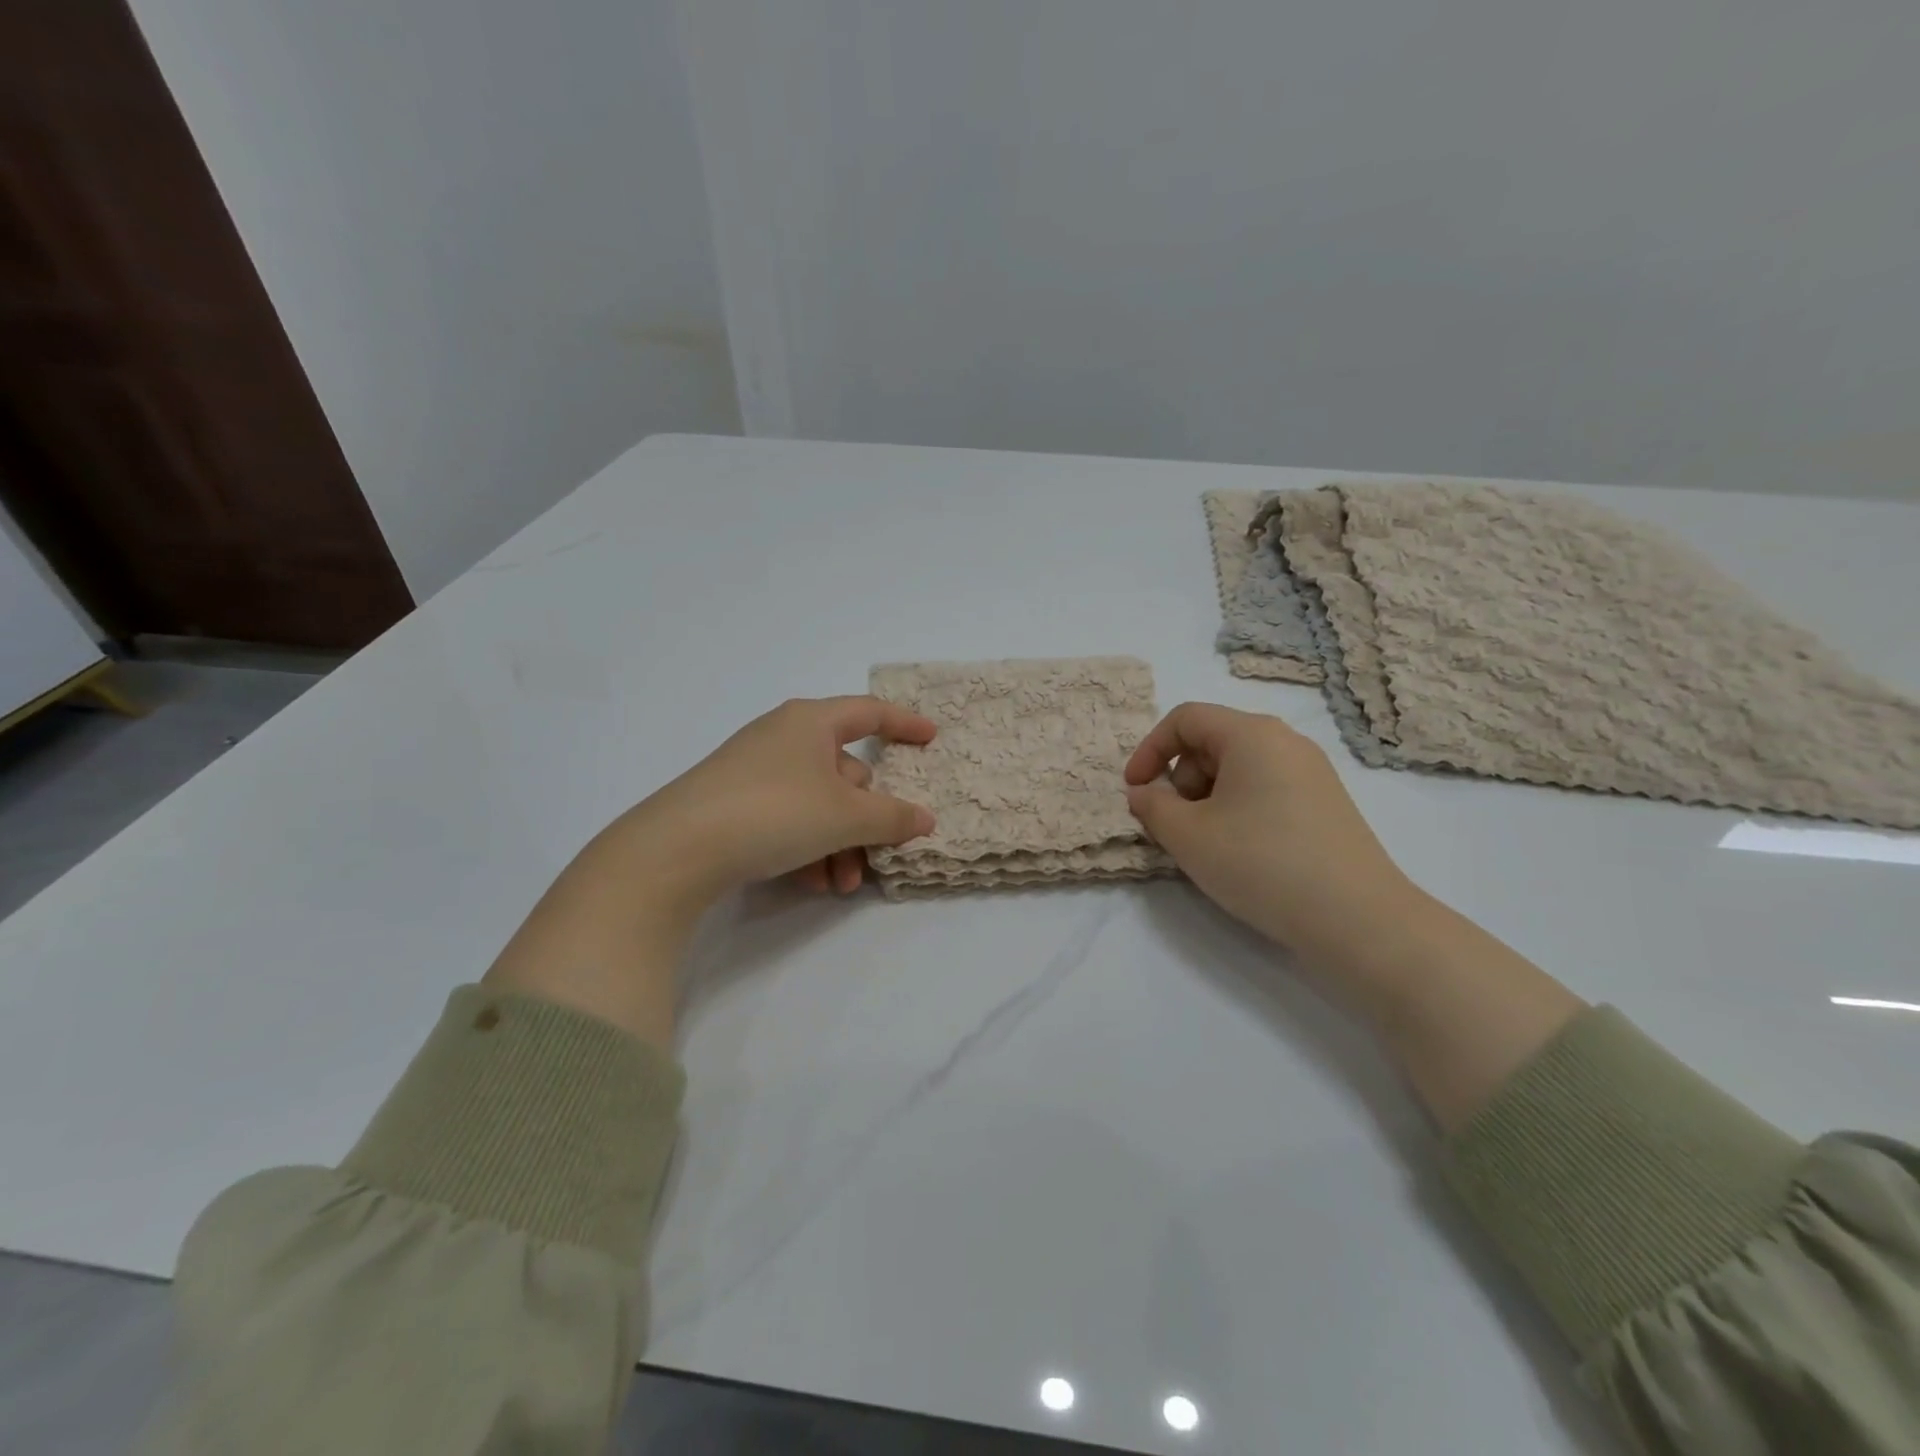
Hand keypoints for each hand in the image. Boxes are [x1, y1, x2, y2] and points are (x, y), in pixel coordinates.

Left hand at [616, 695, 937, 900]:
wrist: (677, 849)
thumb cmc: (775, 811)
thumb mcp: (845, 816)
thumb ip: (892, 816)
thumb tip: (924, 819)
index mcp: (811, 722)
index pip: (869, 712)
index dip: (904, 723)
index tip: (931, 738)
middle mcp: (783, 738)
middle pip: (845, 773)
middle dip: (866, 819)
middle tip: (877, 856)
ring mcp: (754, 771)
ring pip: (818, 804)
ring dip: (839, 844)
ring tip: (839, 885)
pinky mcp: (733, 803)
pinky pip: (788, 819)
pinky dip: (807, 848)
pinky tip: (809, 883)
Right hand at [1124, 702, 1417, 969]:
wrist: (1357, 918)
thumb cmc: (1260, 863)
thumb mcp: (1188, 836)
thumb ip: (1152, 806)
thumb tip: (1143, 793)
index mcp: (1251, 734)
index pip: (1185, 718)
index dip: (1150, 749)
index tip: (1135, 791)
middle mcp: (1285, 741)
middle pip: (1213, 741)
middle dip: (1180, 778)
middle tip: (1174, 824)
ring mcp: (1312, 772)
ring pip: (1239, 767)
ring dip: (1206, 797)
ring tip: (1206, 843)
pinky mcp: (1326, 803)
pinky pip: (1266, 788)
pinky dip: (1238, 808)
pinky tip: (1241, 851)